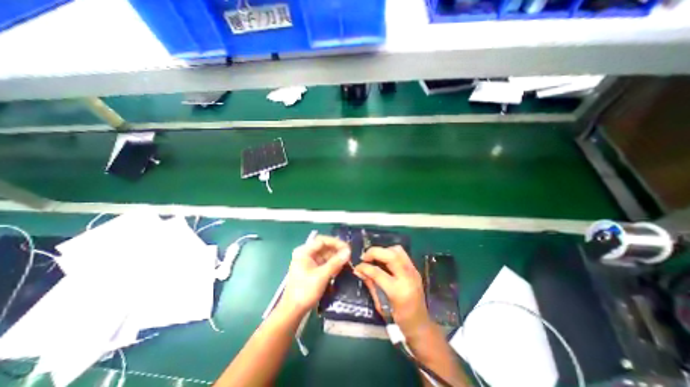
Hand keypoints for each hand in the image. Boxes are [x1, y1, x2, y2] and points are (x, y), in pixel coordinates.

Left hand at [278, 235, 349, 317]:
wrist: (293, 311)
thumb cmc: (305, 291)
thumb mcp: (321, 276)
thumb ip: (335, 263)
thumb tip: (348, 251)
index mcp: (304, 252)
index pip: (322, 241)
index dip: (335, 243)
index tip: (347, 248)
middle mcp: (306, 253)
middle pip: (324, 247)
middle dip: (337, 250)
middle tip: (350, 255)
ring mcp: (310, 261)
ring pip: (326, 254)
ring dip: (337, 257)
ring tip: (348, 261)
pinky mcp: (313, 269)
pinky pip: (325, 262)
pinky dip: (333, 264)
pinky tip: (341, 267)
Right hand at [355, 246, 429, 340]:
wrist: (421, 325)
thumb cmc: (399, 320)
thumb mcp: (381, 305)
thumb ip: (371, 284)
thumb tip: (359, 271)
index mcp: (398, 291)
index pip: (378, 272)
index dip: (364, 267)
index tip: (357, 267)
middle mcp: (407, 278)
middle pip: (391, 255)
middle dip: (374, 252)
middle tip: (364, 257)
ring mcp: (413, 272)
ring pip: (397, 250)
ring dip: (383, 251)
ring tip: (374, 258)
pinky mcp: (415, 269)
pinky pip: (401, 254)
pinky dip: (390, 253)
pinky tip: (383, 261)